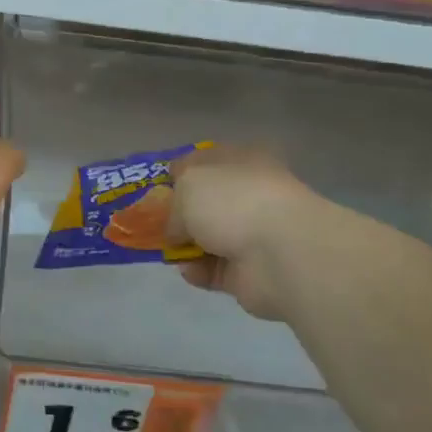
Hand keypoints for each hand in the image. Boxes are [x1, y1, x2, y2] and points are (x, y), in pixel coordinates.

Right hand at [168, 145, 317, 320]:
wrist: (278, 254)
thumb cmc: (233, 202)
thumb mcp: (189, 184)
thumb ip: (173, 203)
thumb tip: (176, 229)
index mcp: (243, 161)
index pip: (207, 160)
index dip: (180, 171)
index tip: (157, 186)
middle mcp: (250, 195)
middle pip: (206, 203)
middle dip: (179, 214)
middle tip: (152, 222)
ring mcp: (252, 235)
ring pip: (208, 237)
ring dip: (185, 245)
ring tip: (166, 250)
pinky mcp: (249, 271)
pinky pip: (213, 270)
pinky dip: (198, 271)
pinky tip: (190, 269)